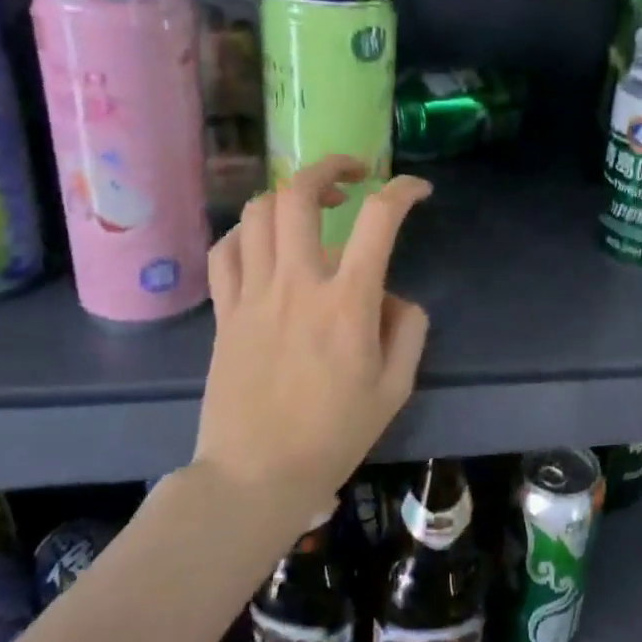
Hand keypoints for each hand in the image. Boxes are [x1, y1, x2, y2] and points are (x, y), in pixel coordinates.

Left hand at [194, 157, 431, 508]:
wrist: (256, 475)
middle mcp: (296, 284)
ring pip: (257, 213)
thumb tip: (392, 297)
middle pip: (299, 194)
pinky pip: (225, 251)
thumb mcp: (396, 387)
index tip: (418, 190)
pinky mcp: (224, 312)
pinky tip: (265, 242)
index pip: (378, 220)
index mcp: (347, 303)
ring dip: (287, 194)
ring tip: (310, 205)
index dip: (403, 190)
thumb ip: (408, 330)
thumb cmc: (334, 435)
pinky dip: (246, 232)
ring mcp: (252, 294)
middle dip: (329, 166)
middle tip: (353, 174)